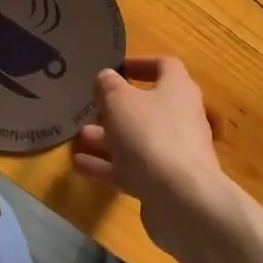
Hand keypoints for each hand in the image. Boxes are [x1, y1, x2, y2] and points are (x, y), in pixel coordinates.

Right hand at [72, 56, 233, 257]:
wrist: (181, 199)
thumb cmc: (149, 135)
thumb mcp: (119, 101)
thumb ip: (109, 86)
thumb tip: (107, 76)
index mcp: (178, 89)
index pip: (165, 66)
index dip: (141, 64)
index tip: (118, 69)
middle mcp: (182, 117)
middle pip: (150, 106)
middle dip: (118, 108)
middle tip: (92, 108)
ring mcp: (175, 152)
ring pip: (139, 139)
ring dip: (110, 137)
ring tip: (80, 137)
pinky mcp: (166, 183)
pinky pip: (134, 168)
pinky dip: (109, 165)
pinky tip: (80, 165)